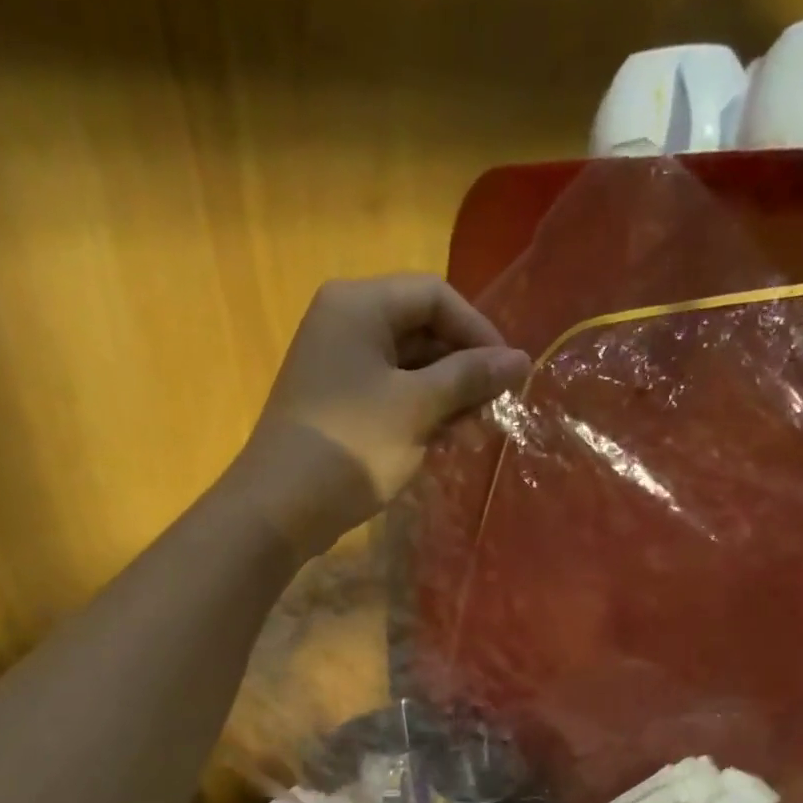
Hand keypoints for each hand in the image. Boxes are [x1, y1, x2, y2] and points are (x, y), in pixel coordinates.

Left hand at [228, 273, 529, 559]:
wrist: (281, 507)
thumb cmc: (353, 447)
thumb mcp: (418, 408)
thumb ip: (470, 378)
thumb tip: (520, 359)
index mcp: (359, 305)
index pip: (435, 296)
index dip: (478, 331)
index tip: (508, 373)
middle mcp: (345, 323)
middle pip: (422, 329)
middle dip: (462, 368)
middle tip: (493, 408)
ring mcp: (338, 365)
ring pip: (409, 366)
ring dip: (446, 395)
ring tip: (472, 432)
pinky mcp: (338, 403)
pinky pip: (390, 393)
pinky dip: (420, 412)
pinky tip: (443, 442)